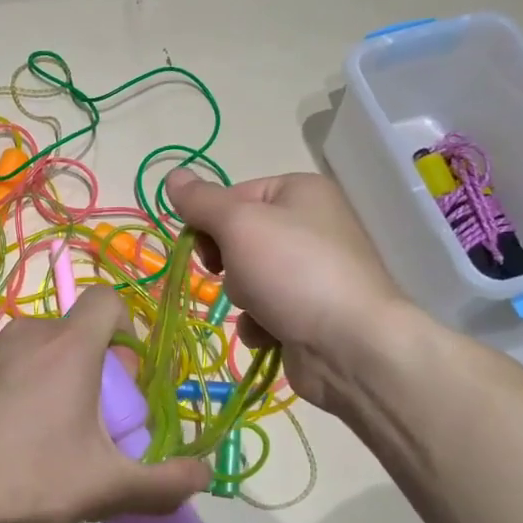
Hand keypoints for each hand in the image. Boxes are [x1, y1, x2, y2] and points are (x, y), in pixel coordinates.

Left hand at [0, 286, 210, 522]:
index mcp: (69, 346)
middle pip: (76, 332)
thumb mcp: (102, 487)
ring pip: (39, 350)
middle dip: (95, 368)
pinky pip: (6, 366)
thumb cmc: (23, 475)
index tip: (128, 375)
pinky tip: (8, 439)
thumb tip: (204, 477)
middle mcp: (28, 333)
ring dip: (56, 380)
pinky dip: (19, 388)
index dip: (127, 327)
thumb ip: (161, 485)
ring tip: (50, 436)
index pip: (108, 300)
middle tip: (94, 422)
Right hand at [166, 169, 419, 414]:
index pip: (233, 196)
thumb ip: (201, 202)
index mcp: (300, 192)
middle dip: (229, 263)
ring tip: (262, 310)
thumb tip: (171, 176)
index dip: (211, 221)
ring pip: (247, 278)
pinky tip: (271, 334)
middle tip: (235, 274)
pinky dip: (260, 324)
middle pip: (239, 238)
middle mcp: (310, 225)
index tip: (203, 246)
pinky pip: (265, 312)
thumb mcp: (239, 225)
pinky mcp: (310, 312)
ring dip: (243, 297)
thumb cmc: (293, 272)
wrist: (351, 347)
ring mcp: (312, 272)